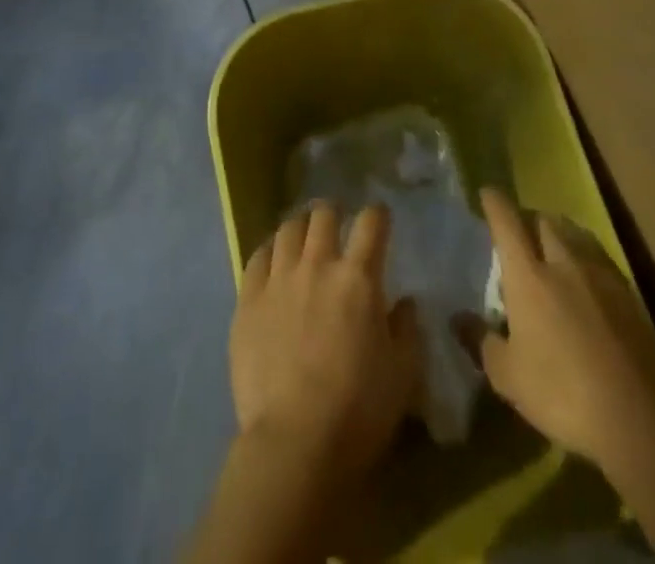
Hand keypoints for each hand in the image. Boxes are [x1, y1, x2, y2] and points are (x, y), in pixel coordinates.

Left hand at [231, 203, 423, 478]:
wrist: (295, 442)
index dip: (378, 214)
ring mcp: (278, 278)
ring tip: (303, 234)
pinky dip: (269, 249)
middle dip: (333, 212)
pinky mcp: (248, 298)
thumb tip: (405, 302)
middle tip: (336, 222)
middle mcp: (317, 265)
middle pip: (323, 215)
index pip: (371, 223)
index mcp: (358, 278)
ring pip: (288, 228)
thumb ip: (407, 329)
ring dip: (300, 226)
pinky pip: (257, 256)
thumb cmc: (358, 410)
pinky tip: (273, 258)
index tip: (379, 217)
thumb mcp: (403, 374)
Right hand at [471, 188, 654, 471]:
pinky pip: (600, 256)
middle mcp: (563, 261)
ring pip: (575, 232)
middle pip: (543, 220)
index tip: (487, 194)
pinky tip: (586, 279)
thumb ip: (480, 340)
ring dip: (559, 232)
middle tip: (520, 235)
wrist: (637, 419)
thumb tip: (457, 318)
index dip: (494, 202)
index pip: (506, 221)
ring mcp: (599, 273)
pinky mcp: (628, 292)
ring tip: (553, 249)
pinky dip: (586, 255)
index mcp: (528, 275)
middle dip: (529, 219)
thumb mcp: (507, 376)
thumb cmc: (561, 393)